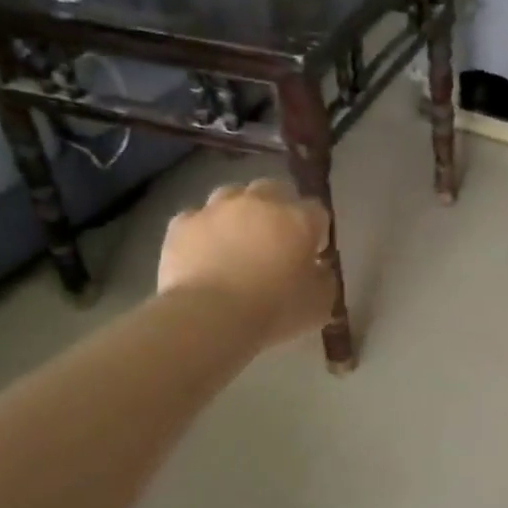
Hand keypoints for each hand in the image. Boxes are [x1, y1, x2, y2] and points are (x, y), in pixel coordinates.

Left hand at [158, 179, 334, 345]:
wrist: (209, 317)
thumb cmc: (274, 311)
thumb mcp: (320, 304)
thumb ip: (325, 279)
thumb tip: (318, 268)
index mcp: (298, 219)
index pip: (317, 212)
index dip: (316, 232)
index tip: (312, 253)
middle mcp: (259, 203)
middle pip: (275, 190)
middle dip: (278, 210)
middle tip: (276, 241)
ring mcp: (216, 209)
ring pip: (232, 195)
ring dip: (239, 212)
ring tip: (237, 240)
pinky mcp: (182, 224)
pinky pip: (197, 219)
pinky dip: (204, 231)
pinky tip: (204, 252)